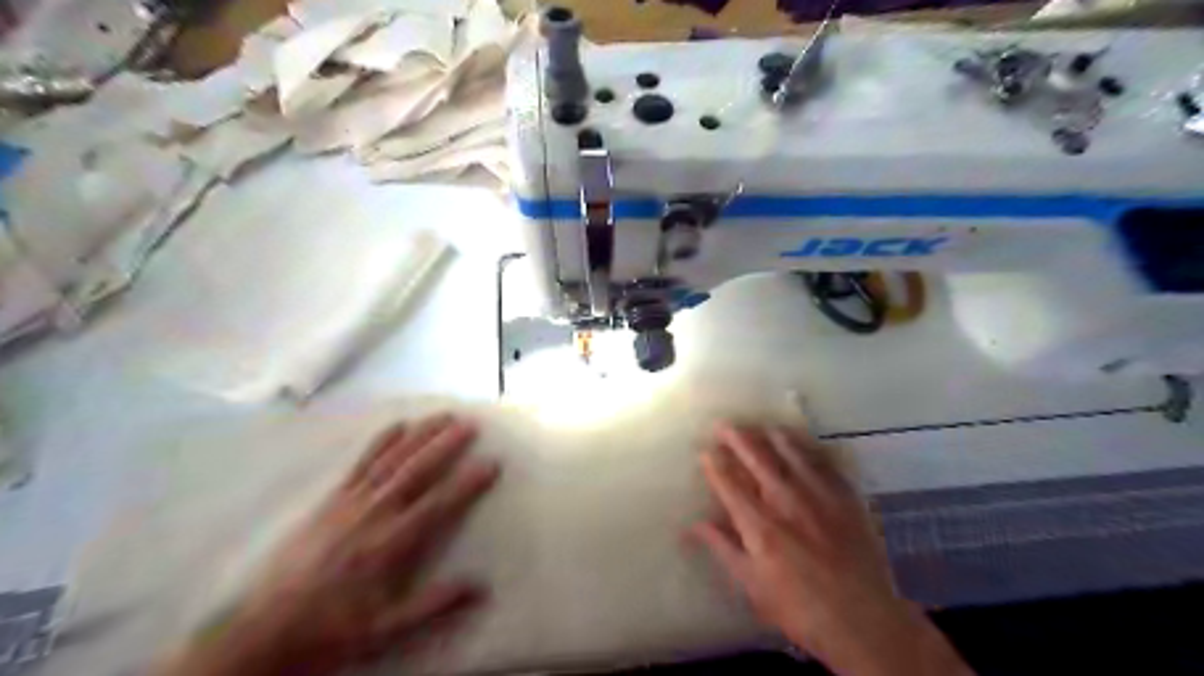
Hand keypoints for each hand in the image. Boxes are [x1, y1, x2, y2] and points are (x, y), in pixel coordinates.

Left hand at [160, 416, 497, 671]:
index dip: (467, 483)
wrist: (265, 628)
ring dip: (420, 435)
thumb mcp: (386, 628)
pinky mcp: (332, 499)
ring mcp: (351, 502)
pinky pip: (361, 463)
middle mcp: (374, 514)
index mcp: (390, 544)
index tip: (491, 463)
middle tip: (470, 424)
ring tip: (443, 415)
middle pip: (416, 471)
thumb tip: (481, 587)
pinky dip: (381, 442)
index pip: (438, 505)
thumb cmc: (332, 628)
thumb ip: (433, 604)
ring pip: (392, 460)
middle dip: (445, 445)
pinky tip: (398, 425)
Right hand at [692, 424, 971, 673]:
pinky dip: (810, 449)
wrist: (864, 620)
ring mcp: (819, 495)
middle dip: (737, 439)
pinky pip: (824, 463)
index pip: (729, 484)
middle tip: (724, 425)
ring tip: (762, 426)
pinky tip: (805, 444)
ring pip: (791, 453)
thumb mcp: (752, 585)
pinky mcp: (846, 497)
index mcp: (759, 525)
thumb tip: (692, 525)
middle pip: (757, 459)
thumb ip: (723, 548)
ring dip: (772, 437)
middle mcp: (786, 501)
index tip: (704, 450)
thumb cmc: (799, 608)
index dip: (714, 465)